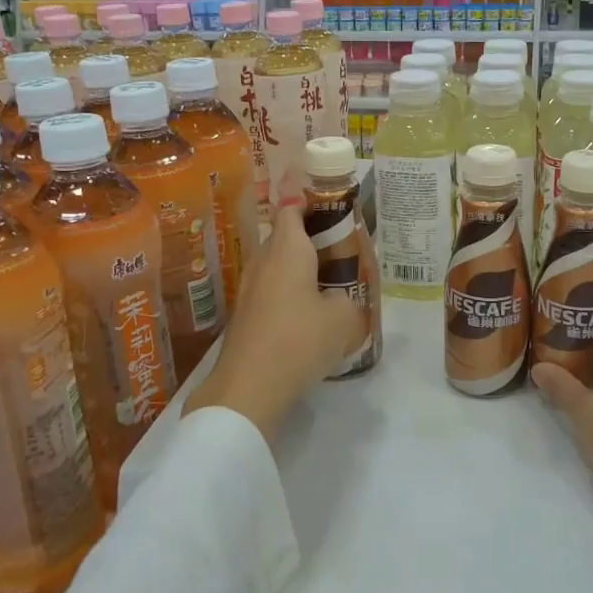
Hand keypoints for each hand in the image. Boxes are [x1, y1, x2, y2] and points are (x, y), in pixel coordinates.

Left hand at [184, 196, 364, 444]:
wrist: (249, 387)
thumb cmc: (300, 340)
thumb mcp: (343, 319)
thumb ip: (348, 299)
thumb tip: (338, 300)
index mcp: (288, 250)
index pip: (292, 209)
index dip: (311, 205)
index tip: (333, 212)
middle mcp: (263, 261)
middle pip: (285, 237)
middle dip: (311, 241)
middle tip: (341, 253)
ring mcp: (249, 288)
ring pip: (277, 266)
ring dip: (299, 269)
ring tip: (328, 284)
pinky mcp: (244, 314)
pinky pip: (270, 290)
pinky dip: (288, 293)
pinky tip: (307, 315)